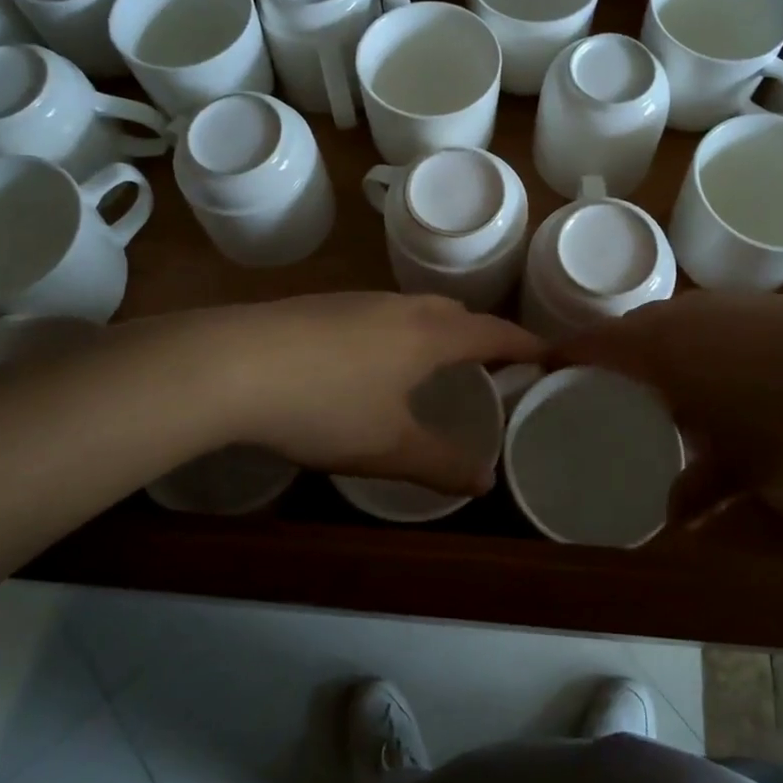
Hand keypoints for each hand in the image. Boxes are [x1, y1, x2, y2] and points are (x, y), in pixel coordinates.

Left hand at [161, 293, 542, 495]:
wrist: (234, 363)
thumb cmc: (326, 406)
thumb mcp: (388, 446)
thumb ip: (440, 463)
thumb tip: (484, 481)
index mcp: (430, 335)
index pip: (493, 333)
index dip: (524, 344)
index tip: (548, 353)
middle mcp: (401, 307)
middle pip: (456, 313)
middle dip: (480, 335)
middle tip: (490, 366)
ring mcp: (359, 301)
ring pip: (415, 309)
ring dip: (436, 331)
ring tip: (435, 363)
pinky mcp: (323, 305)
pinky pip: (381, 313)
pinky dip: (399, 331)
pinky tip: (372, 360)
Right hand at [553, 293, 782, 520]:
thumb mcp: (742, 471)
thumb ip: (696, 494)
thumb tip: (668, 525)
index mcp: (657, 348)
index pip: (588, 344)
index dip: (559, 357)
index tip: (540, 376)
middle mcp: (678, 314)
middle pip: (623, 330)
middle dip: (605, 358)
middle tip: (597, 395)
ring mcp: (719, 302)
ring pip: (663, 321)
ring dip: (650, 349)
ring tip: (654, 390)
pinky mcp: (753, 302)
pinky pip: (698, 319)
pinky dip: (687, 343)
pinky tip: (713, 376)